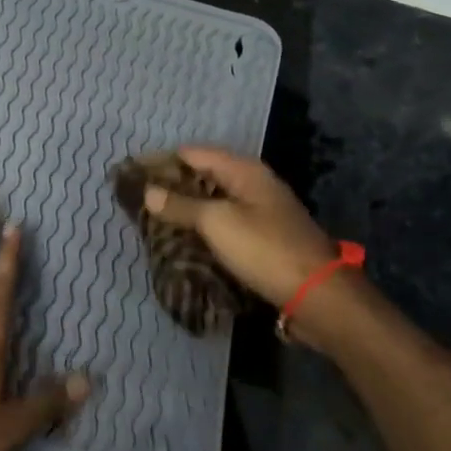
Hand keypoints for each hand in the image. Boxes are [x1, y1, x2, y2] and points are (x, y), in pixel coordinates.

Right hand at [142, 147, 342, 306]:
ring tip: (152, 220)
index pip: (192, 153)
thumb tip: (148, 191)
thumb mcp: (217, 223)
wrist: (319, 296)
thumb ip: (181, 205)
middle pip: (203, 176)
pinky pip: (224, 223)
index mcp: (244, 170)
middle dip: (171, 185)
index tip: (131, 175)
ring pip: (213, 201)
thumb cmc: (265, 249)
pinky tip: (183, 240)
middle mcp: (252, 184)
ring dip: (185, 209)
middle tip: (137, 199)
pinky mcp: (263, 238)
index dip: (161, 161)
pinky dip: (202, 228)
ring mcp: (260, 211)